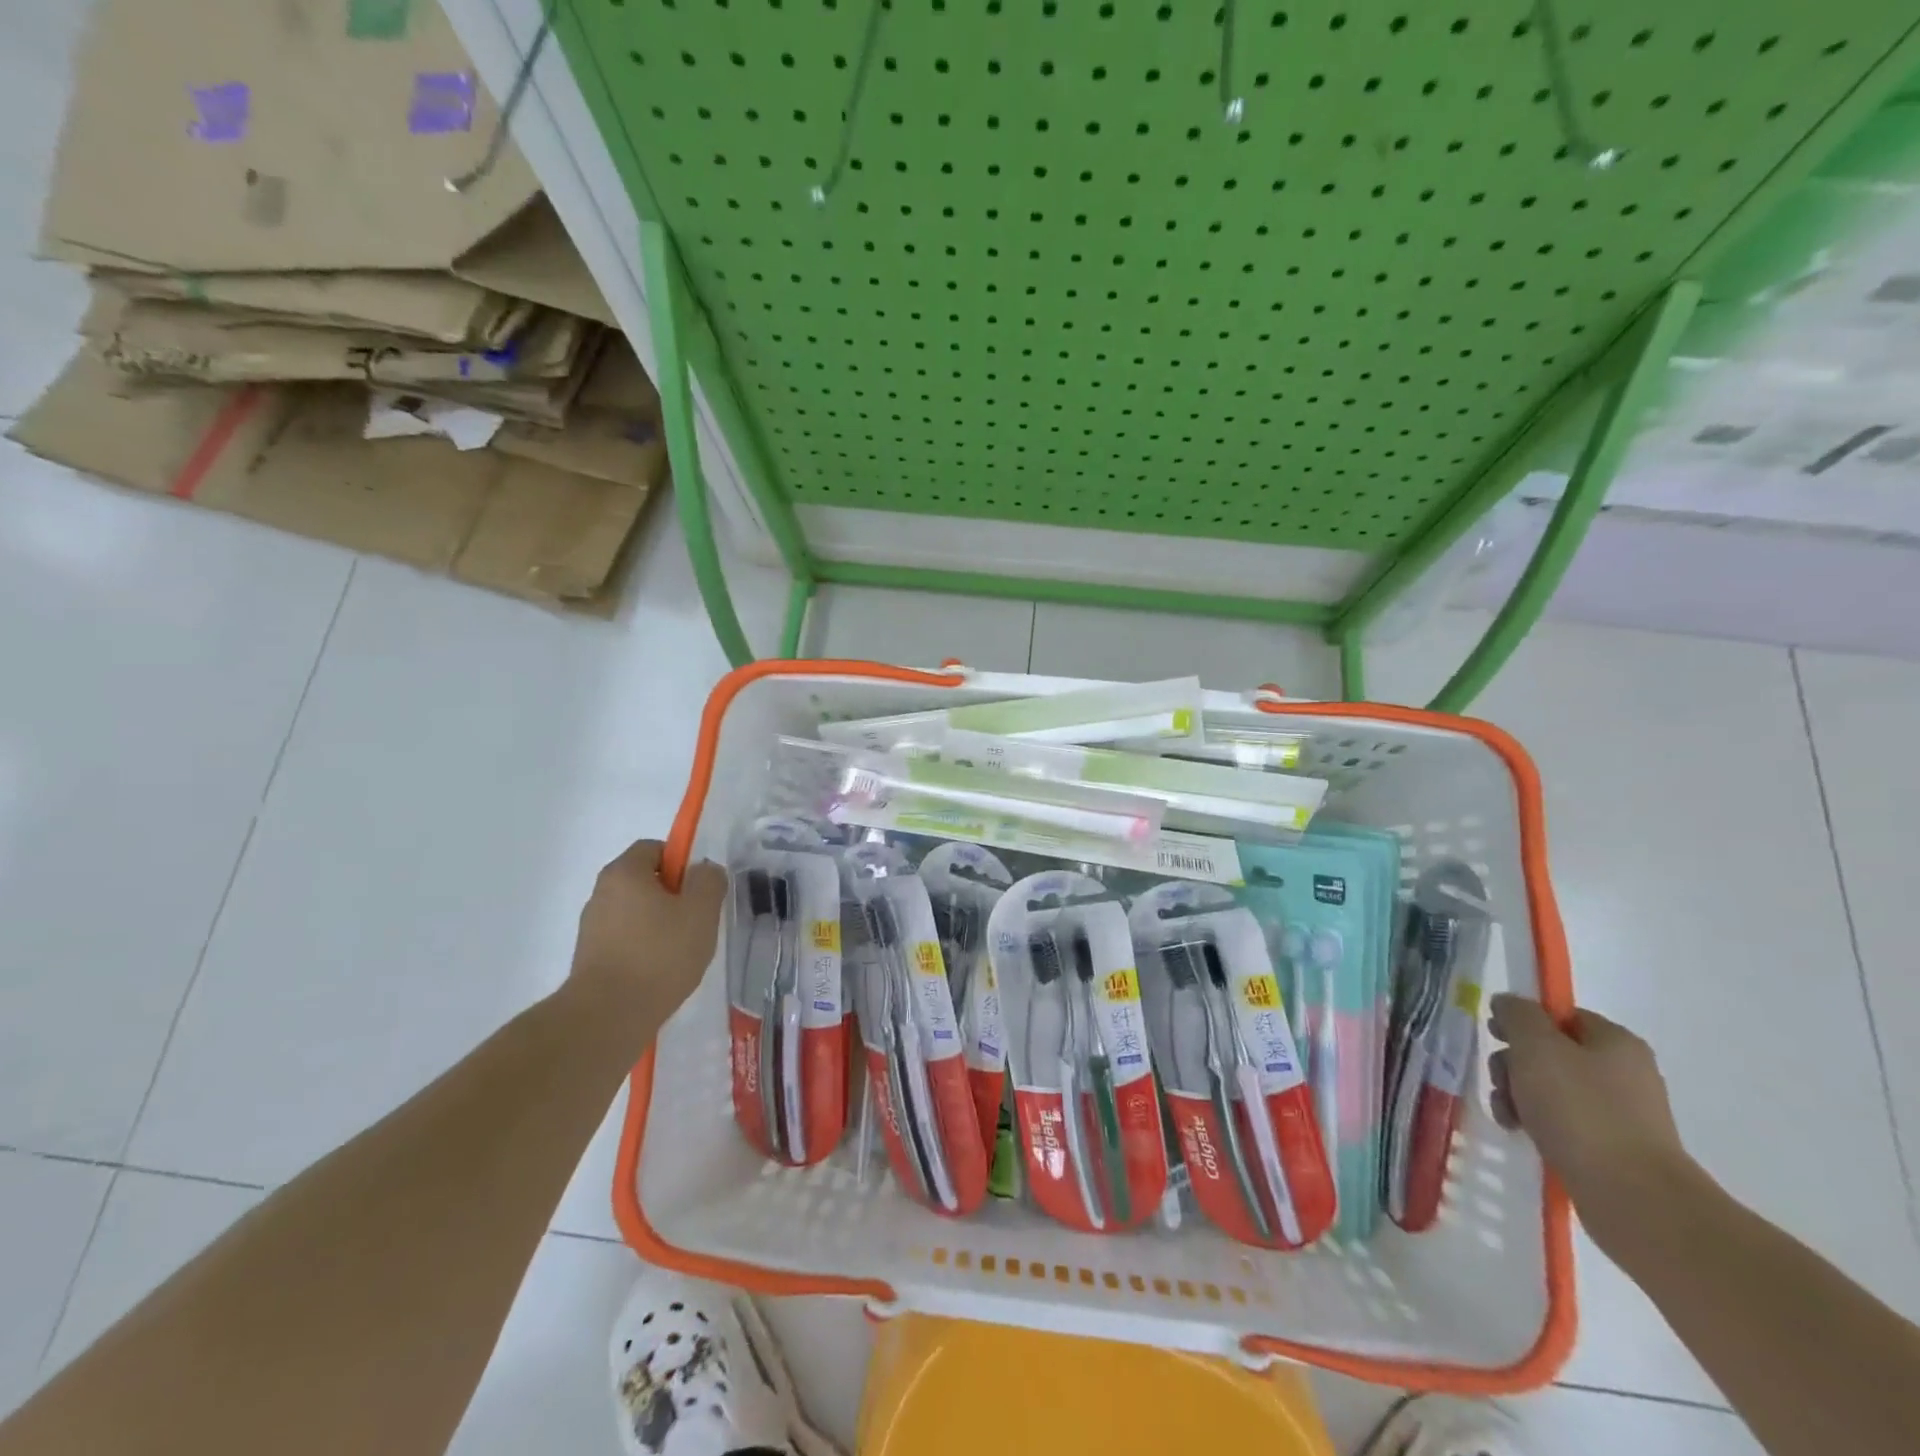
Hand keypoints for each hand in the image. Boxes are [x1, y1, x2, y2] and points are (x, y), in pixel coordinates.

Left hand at [568, 839, 726, 1029]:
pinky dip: (643, 947)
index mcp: (624, 873)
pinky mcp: (590, 958)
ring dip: (658, 923)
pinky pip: (625, 939)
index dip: (681, 861)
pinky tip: (661, 970)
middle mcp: (601, 893)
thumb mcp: (701, 911)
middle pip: (644, 880)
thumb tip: (705, 870)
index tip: (700, 887)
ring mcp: (591, 927)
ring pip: (635, 912)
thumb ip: (709, 881)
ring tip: (682, 950)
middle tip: (697, 918)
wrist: (608, 1016)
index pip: (654, 848)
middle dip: (672, 894)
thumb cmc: (659, 954)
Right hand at [1489, 994, 1696, 1247]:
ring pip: (1550, 1088)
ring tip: (1509, 1116)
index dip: (1523, 1021)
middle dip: (1514, 1064)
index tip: (1496, 1037)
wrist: (1633, 1198)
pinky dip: (1537, 1123)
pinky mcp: (1612, 1148)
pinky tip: (1522, 1133)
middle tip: (1501, 1082)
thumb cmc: (1581, 1109)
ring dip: (1518, 1095)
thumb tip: (1508, 1004)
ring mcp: (1620, 1113)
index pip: (1559, 1015)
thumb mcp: (1537, 1047)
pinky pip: (1563, 1122)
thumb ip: (1518, 1015)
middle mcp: (1623, 1073)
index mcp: (1615, 1042)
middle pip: (1549, 1052)